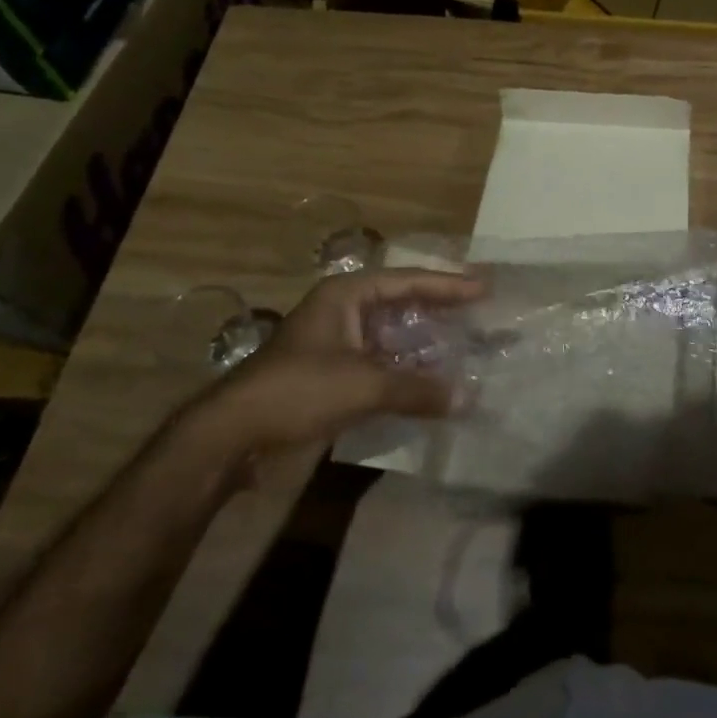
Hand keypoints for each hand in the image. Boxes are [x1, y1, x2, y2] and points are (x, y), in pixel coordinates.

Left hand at [194, 268, 485, 456]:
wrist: (232, 436)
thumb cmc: (298, 390)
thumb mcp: (363, 384)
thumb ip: (418, 389)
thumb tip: (468, 399)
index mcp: (346, 296)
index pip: (408, 281)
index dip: (448, 284)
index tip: (484, 288)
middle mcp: (342, 312)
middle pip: (402, 303)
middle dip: (440, 309)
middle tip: (479, 312)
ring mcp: (336, 343)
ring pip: (392, 335)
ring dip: (425, 343)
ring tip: (464, 346)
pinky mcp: (332, 374)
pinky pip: (381, 362)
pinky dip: (407, 369)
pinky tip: (432, 381)